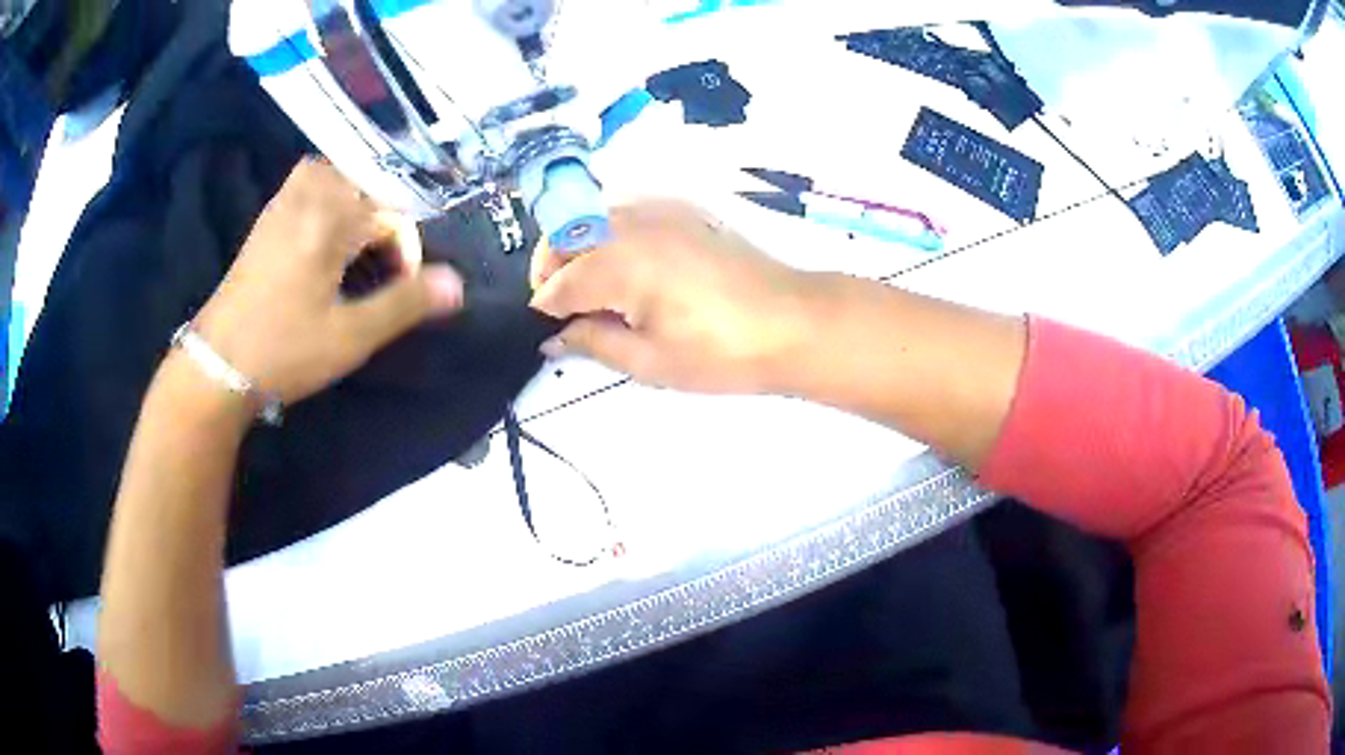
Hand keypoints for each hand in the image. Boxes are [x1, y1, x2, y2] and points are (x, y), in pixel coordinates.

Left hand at [193, 159, 463, 403]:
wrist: (216, 366)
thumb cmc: (284, 351)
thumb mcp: (350, 337)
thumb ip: (404, 304)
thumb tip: (458, 283)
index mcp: (330, 219)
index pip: (391, 212)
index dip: (406, 250)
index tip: (400, 290)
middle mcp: (307, 197)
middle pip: (364, 178)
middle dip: (384, 213)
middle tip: (383, 259)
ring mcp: (282, 204)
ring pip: (334, 173)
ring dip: (355, 199)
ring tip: (359, 241)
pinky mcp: (266, 219)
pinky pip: (307, 184)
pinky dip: (327, 197)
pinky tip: (325, 236)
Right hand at [531, 200, 819, 393]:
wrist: (793, 323)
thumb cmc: (721, 352)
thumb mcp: (650, 361)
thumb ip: (593, 343)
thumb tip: (555, 337)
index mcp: (620, 262)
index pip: (561, 282)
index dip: (546, 306)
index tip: (543, 326)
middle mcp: (632, 223)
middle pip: (567, 235)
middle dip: (552, 268)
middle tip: (560, 307)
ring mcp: (661, 209)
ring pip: (593, 216)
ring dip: (577, 245)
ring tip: (590, 287)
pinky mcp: (684, 209)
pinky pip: (627, 210)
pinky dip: (609, 231)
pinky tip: (626, 264)